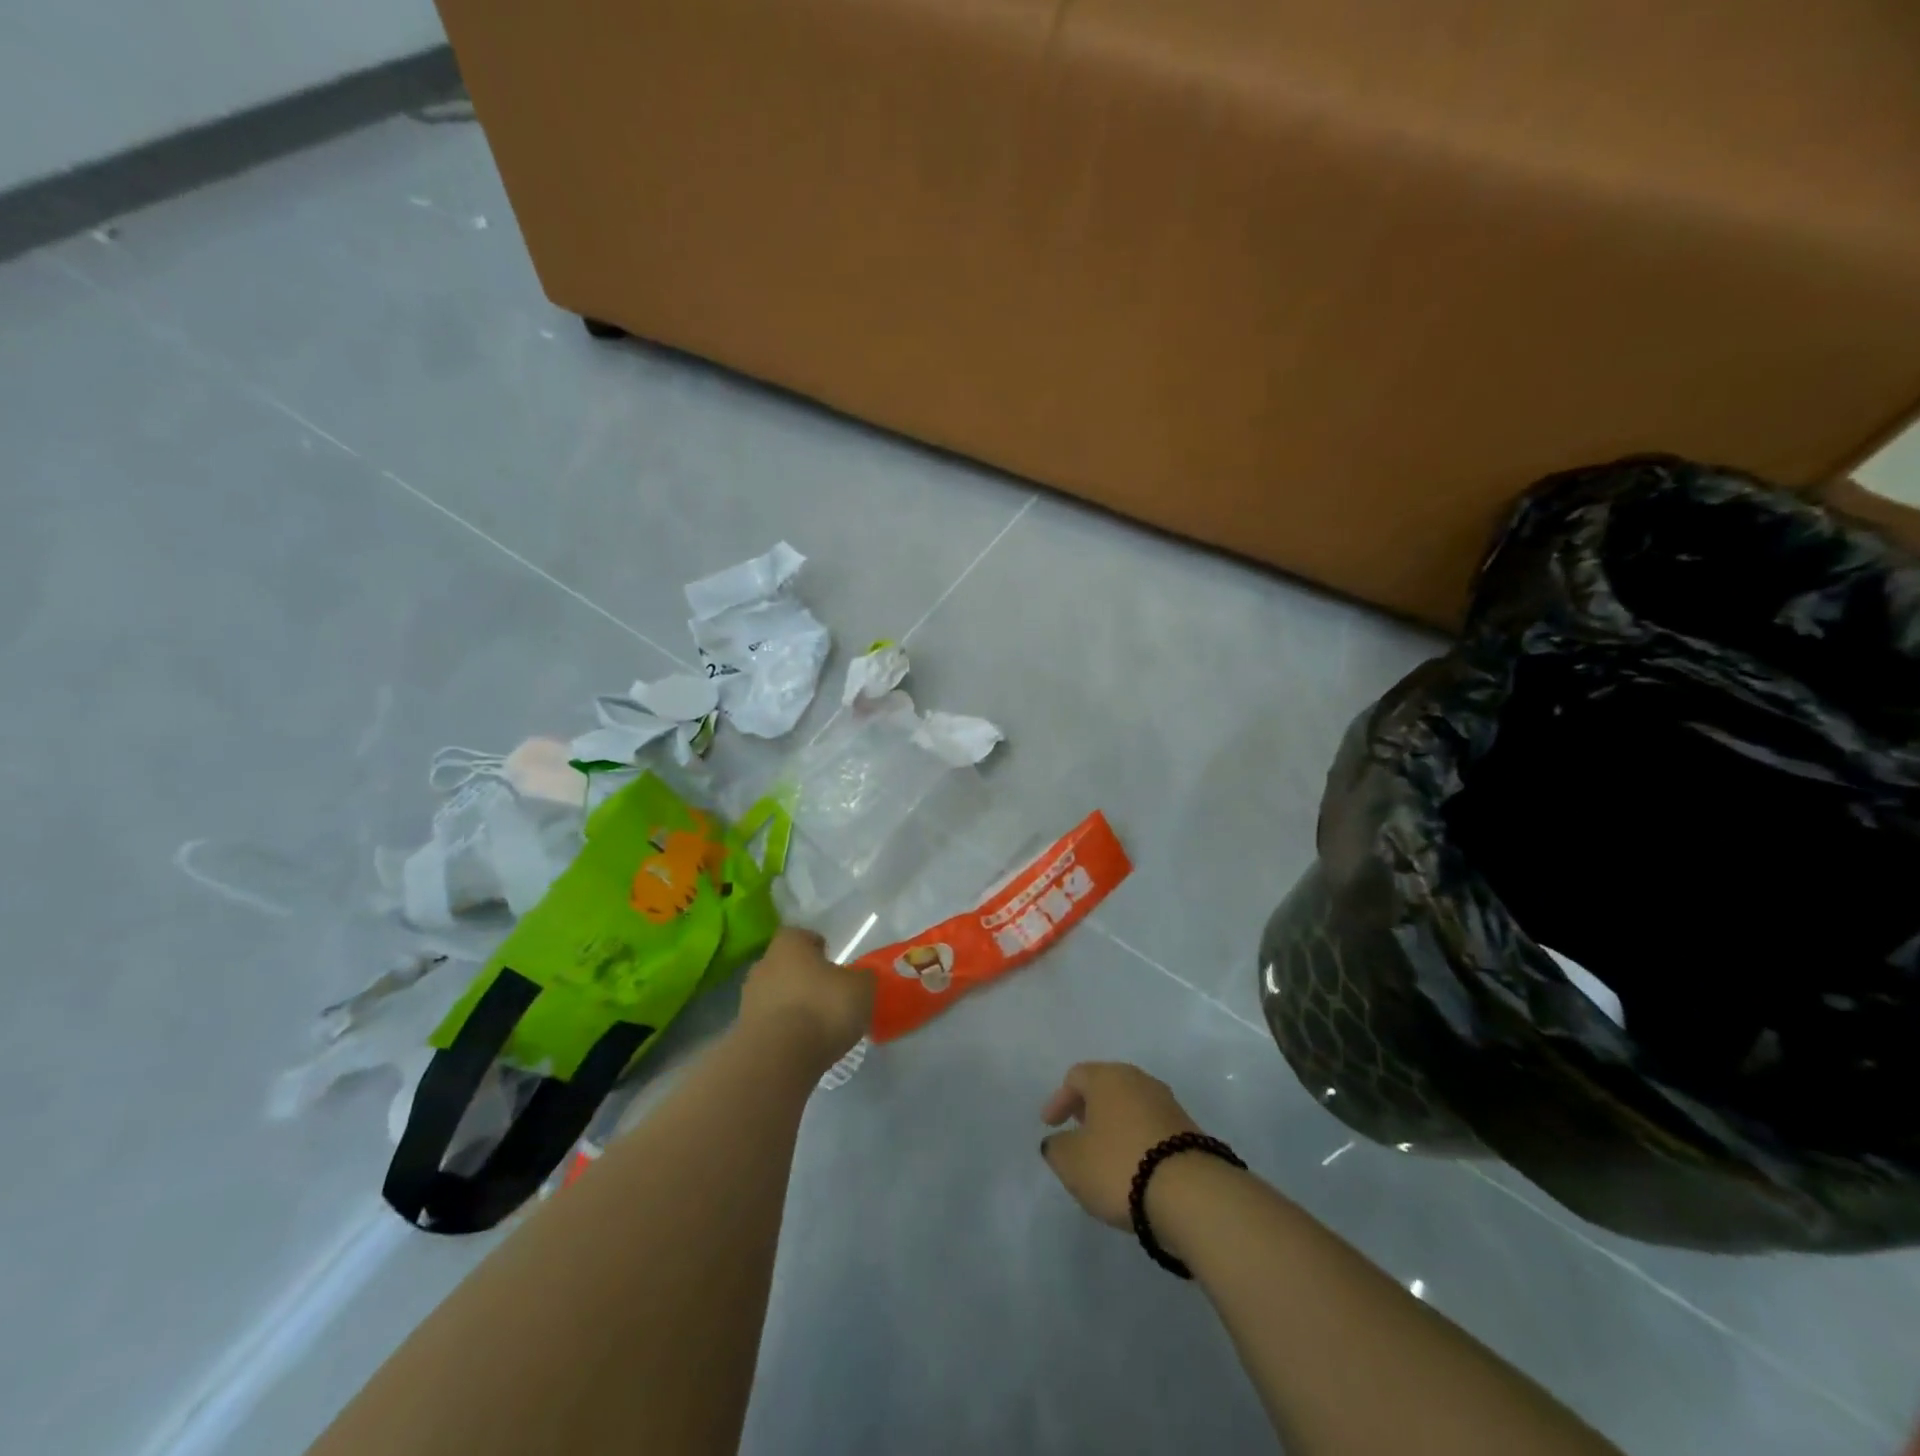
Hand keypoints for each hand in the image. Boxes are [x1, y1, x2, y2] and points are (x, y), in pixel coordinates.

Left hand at [740, 927, 873, 1070]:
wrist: (777, 1059)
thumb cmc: (822, 1008)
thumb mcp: (861, 989)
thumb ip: (862, 978)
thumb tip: (860, 978)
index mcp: (789, 945)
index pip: (800, 935)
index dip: (817, 946)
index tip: (832, 961)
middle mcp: (763, 965)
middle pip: (785, 965)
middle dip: (803, 977)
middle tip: (827, 994)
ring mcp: (748, 1000)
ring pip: (775, 995)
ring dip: (792, 1005)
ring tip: (817, 1024)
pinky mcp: (743, 1033)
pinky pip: (769, 1024)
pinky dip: (784, 1030)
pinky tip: (802, 1045)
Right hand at [1039, 1062, 1203, 1227]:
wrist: (1191, 1194)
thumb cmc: (1119, 1165)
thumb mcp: (1071, 1162)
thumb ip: (1057, 1148)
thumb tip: (1059, 1142)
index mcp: (1108, 1077)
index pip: (1076, 1077)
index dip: (1059, 1100)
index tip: (1050, 1125)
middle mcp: (1139, 1081)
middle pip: (1107, 1087)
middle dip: (1089, 1108)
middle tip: (1077, 1129)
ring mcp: (1168, 1104)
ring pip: (1132, 1107)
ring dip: (1115, 1125)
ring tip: (1105, 1153)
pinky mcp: (1189, 1131)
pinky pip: (1152, 1128)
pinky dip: (1137, 1140)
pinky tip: (1133, 1166)